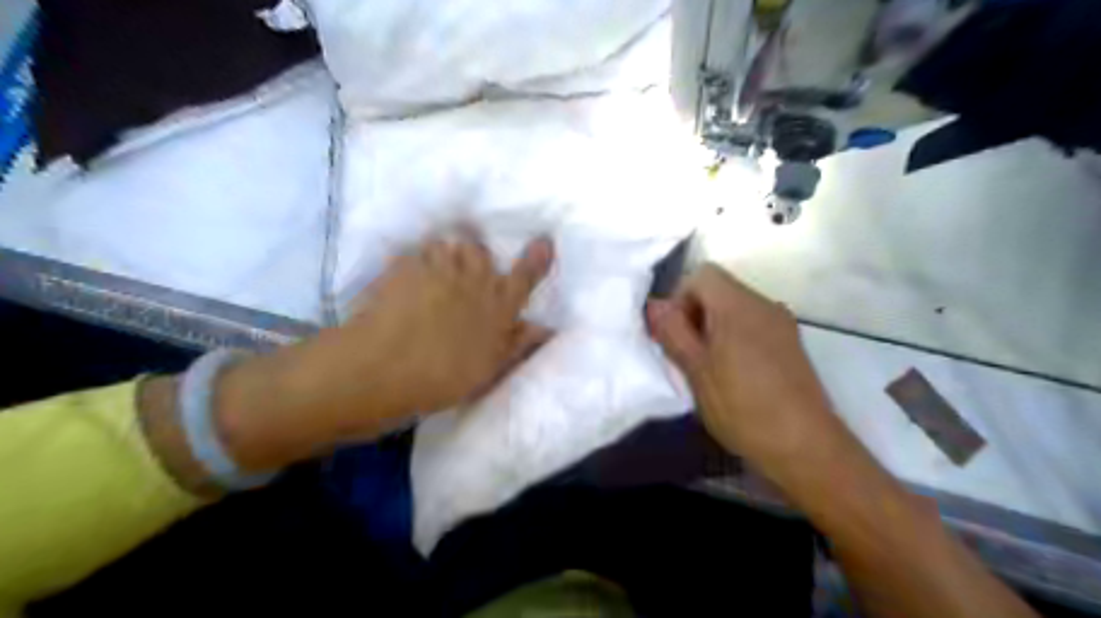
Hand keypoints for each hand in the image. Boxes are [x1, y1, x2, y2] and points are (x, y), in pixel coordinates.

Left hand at [333, 235, 555, 422]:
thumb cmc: (445, 376)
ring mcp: (437, 268)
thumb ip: (519, 343)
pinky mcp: (403, 266)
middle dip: (476, 258)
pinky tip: (404, 283)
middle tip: (464, 279)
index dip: (536, 258)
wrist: (385, 369)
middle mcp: (473, 279)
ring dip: (444, 257)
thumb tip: (546, 328)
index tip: (543, 241)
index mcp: (499, 304)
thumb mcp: (490, 367)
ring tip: (433, 278)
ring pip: (447, 246)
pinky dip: (413, 263)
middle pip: (480, 251)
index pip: (526, 275)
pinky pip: (414, 253)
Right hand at [648, 263, 843, 484]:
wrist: (806, 447)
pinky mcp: (791, 344)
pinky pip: (753, 326)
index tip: (676, 336)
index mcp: (738, 305)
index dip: (680, 298)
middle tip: (687, 356)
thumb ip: (673, 332)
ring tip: (709, 370)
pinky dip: (734, 340)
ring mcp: (782, 324)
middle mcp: (764, 304)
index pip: (701, 274)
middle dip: (695, 315)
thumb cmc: (743, 407)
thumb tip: (655, 304)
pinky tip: (734, 376)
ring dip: (713, 330)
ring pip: (735, 309)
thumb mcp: (696, 371)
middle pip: (719, 290)